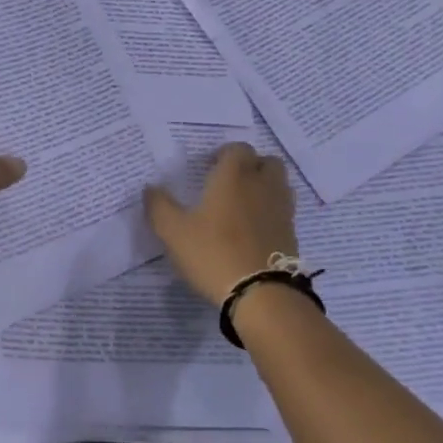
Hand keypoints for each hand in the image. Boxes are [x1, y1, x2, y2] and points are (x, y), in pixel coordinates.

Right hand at [144, 142, 297, 303]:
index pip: (238, 148)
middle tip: (229, 184)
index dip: (224, 154)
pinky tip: (253, 230)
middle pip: (266, 162)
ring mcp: (281, 209)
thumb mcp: (173, 231)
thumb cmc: (213, 253)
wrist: (262, 294)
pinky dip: (271, 212)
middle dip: (250, 166)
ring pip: (278, 184)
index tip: (208, 169)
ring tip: (243, 205)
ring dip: (264, 187)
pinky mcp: (291, 233)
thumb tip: (150, 188)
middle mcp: (262, 185)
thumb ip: (159, 206)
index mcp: (234, 176)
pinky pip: (283, 210)